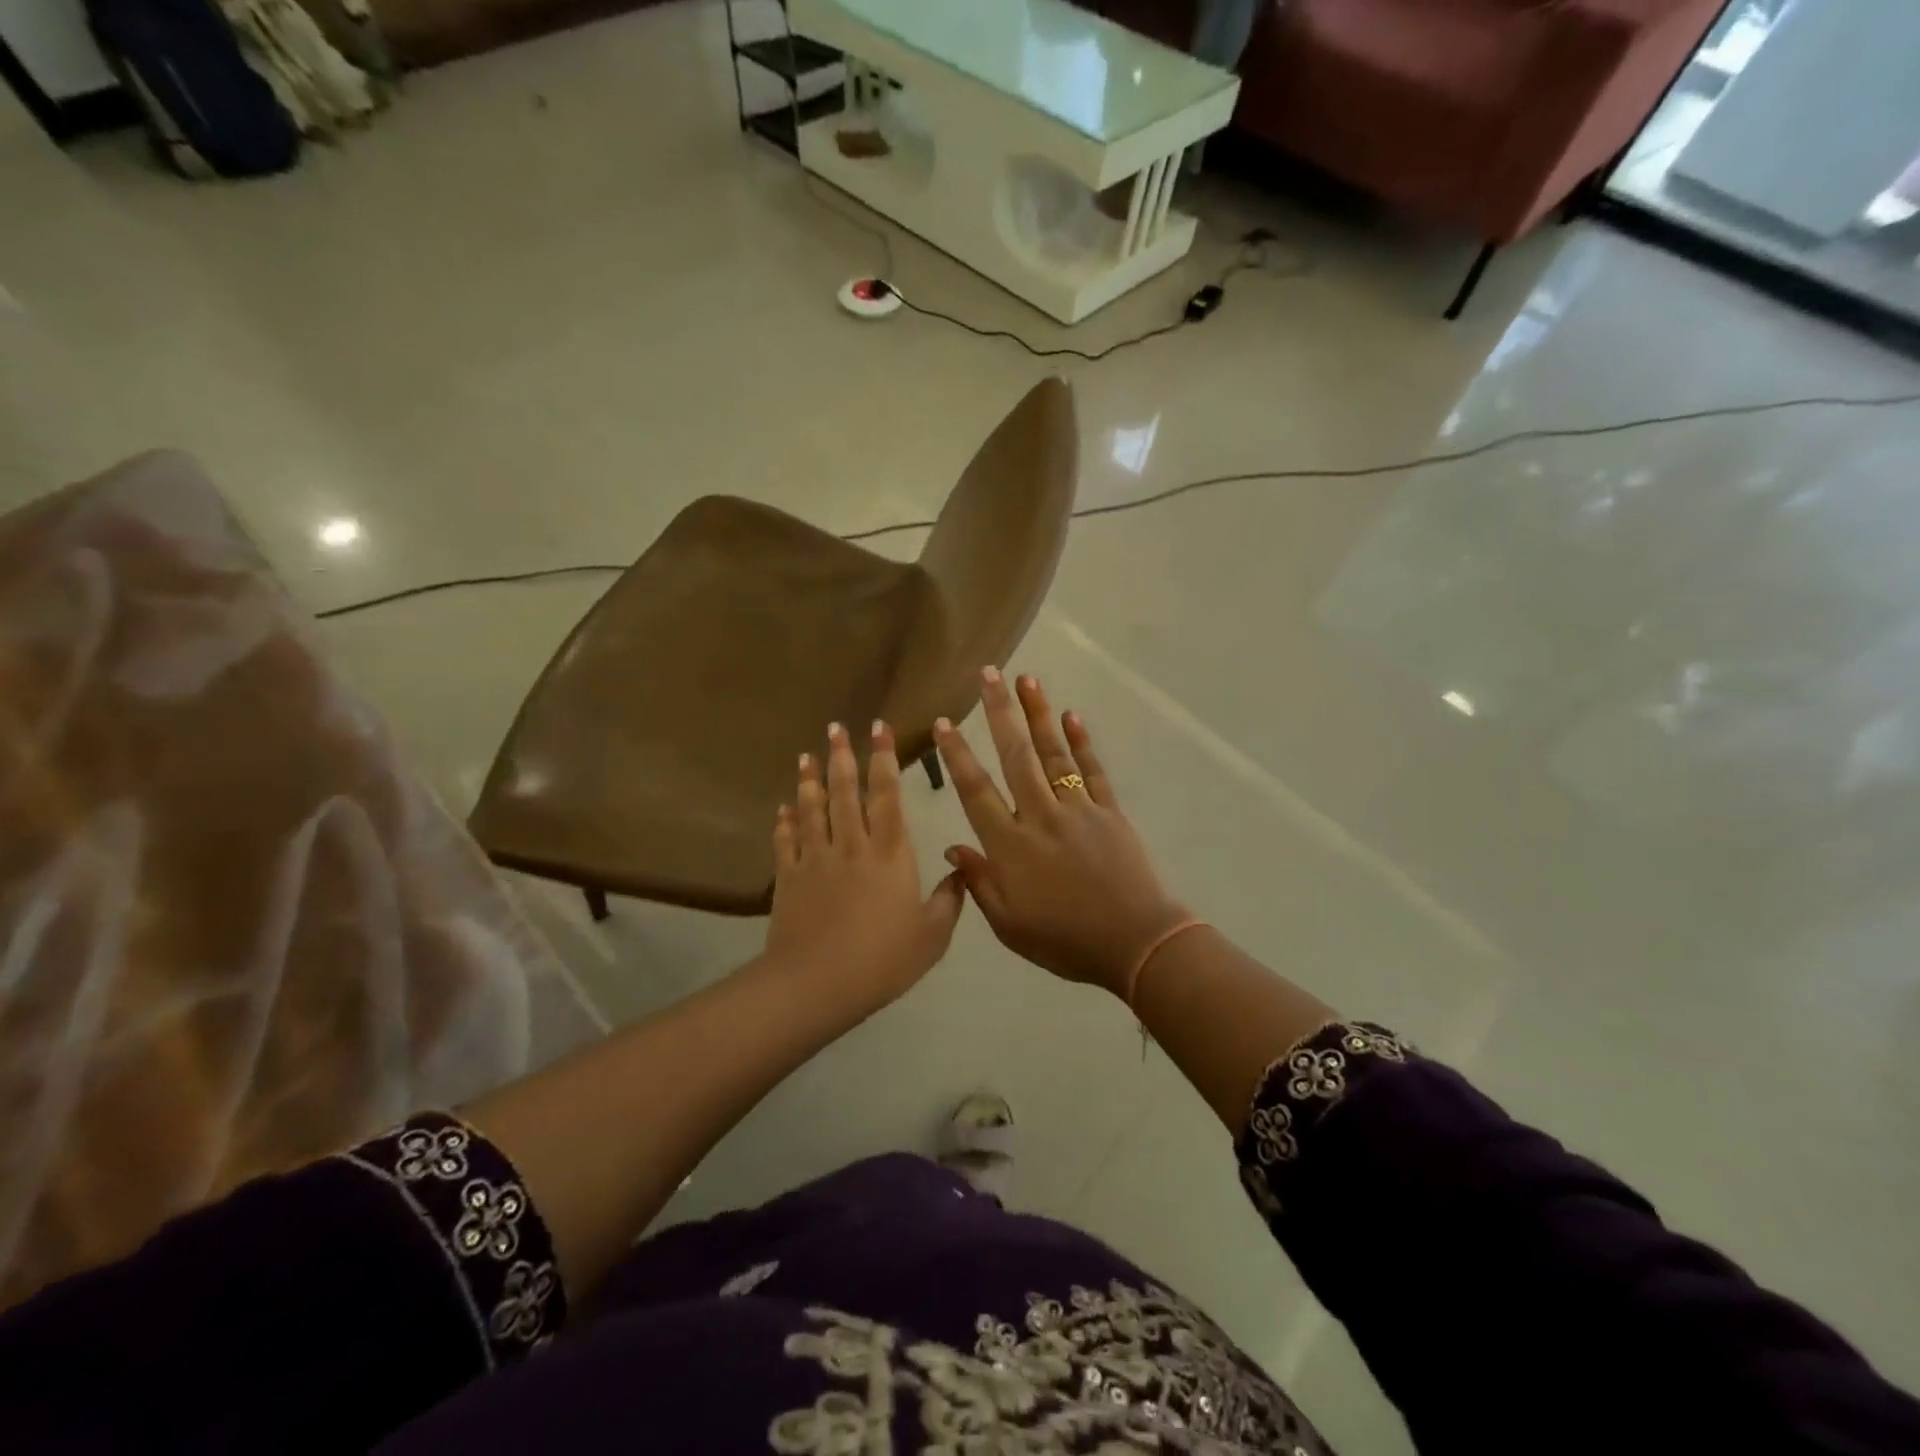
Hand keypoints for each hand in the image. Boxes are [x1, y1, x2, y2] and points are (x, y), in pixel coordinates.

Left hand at [766, 720, 966, 1016]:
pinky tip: (782, 808)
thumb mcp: (932, 936)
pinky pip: (785, 841)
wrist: (817, 984)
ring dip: (809, 780)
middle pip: (844, 792)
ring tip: (806, 755)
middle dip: (841, 756)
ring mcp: (815, 859)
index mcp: (890, 853)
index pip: (887, 795)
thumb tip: (962, 869)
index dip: (883, 760)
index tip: (879, 730)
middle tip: (834, 727)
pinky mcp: (788, 878)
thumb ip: (950, 900)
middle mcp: (851, 845)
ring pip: (811, 809)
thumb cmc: (883, 960)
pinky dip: (784, 822)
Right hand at [935, 669, 1190, 1000]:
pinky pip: (1093, 770)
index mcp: (1011, 846)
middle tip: (988, 674)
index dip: (957, 755)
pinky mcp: (1110, 812)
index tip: (944, 723)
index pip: (976, 791)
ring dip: (1039, 714)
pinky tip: (1071, 716)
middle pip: (1016, 756)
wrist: (1135, 943)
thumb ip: (979, 883)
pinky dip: (1082, 742)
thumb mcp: (1009, 925)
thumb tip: (953, 847)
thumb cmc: (1065, 940)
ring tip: (1026, 680)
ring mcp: (1078, 810)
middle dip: (999, 713)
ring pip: (1053, 754)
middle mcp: (1041, 816)